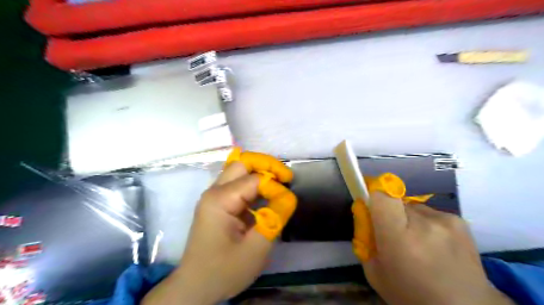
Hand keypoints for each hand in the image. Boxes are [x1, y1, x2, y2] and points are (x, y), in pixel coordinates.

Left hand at [139, 157, 292, 304]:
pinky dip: (254, 184)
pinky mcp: (217, 203)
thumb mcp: (256, 249)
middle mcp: (214, 191)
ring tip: (279, 183)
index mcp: (220, 199)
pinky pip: (237, 184)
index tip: (288, 201)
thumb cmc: (224, 271)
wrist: (195, 287)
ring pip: (239, 170)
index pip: (255, 179)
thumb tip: (289, 196)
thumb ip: (274, 219)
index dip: (275, 186)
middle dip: (266, 166)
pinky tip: (265, 194)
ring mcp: (214, 196)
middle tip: (285, 178)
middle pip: (242, 163)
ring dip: (260, 173)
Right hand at [360, 192, 512, 304]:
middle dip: (390, 213)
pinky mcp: (459, 221)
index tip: (371, 207)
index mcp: (399, 237)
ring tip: (418, 243)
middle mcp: (423, 223)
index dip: (374, 196)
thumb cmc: (410, 294)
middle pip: (396, 200)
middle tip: (394, 235)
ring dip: (409, 219)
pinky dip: (426, 224)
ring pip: (413, 206)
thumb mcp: (374, 271)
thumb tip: (366, 214)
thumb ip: (366, 238)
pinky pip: (430, 213)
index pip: (382, 195)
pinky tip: (434, 245)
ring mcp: (445, 220)